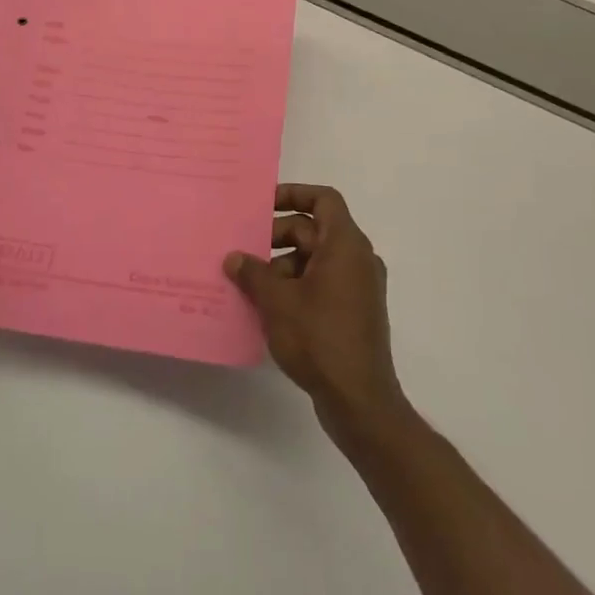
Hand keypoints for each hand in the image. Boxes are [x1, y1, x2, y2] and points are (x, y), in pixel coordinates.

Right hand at [224, 185, 405, 431]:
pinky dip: (298, 284)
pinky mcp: (355, 312)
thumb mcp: (277, 301)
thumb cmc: (319, 338)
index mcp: (346, 245)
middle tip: (246, 250)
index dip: (293, 194)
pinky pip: (324, 282)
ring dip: (285, 263)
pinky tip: (270, 306)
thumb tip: (233, 257)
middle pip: (316, 229)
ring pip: (318, 258)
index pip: (323, 199)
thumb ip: (253, 273)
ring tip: (253, 283)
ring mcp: (360, 287)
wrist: (360, 401)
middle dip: (279, 235)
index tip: (263, 205)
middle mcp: (358, 259)